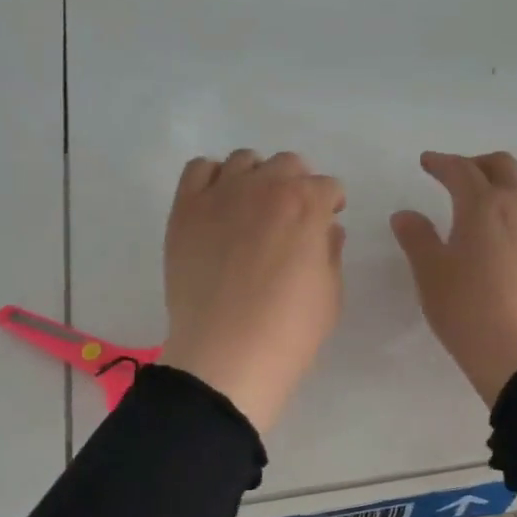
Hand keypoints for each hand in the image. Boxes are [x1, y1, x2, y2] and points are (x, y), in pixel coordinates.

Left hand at [162, 150, 346, 434]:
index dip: (330, 205)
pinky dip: (212, 178)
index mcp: (306, 204)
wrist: (226, 355)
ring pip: (244, 161)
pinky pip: (199, 170)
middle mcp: (264, 186)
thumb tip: (326, 230)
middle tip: (292, 217)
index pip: (327, 186)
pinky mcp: (186, 209)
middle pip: (287, 164)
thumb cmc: (288, 331)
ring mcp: (220, 194)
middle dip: (297, 185)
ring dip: (257, 178)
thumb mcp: (330, 295)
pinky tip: (218, 205)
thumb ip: (330, 252)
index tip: (326, 223)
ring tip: (253, 209)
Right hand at [391, 151, 516, 406]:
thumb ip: (417, 237)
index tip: (427, 162)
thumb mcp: (430, 273)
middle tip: (455, 176)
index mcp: (483, 205)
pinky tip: (508, 233)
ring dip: (508, 181)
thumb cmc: (467, 309)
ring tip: (489, 199)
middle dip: (476, 164)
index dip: (441, 162)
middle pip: (502, 166)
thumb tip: (405, 215)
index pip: (461, 169)